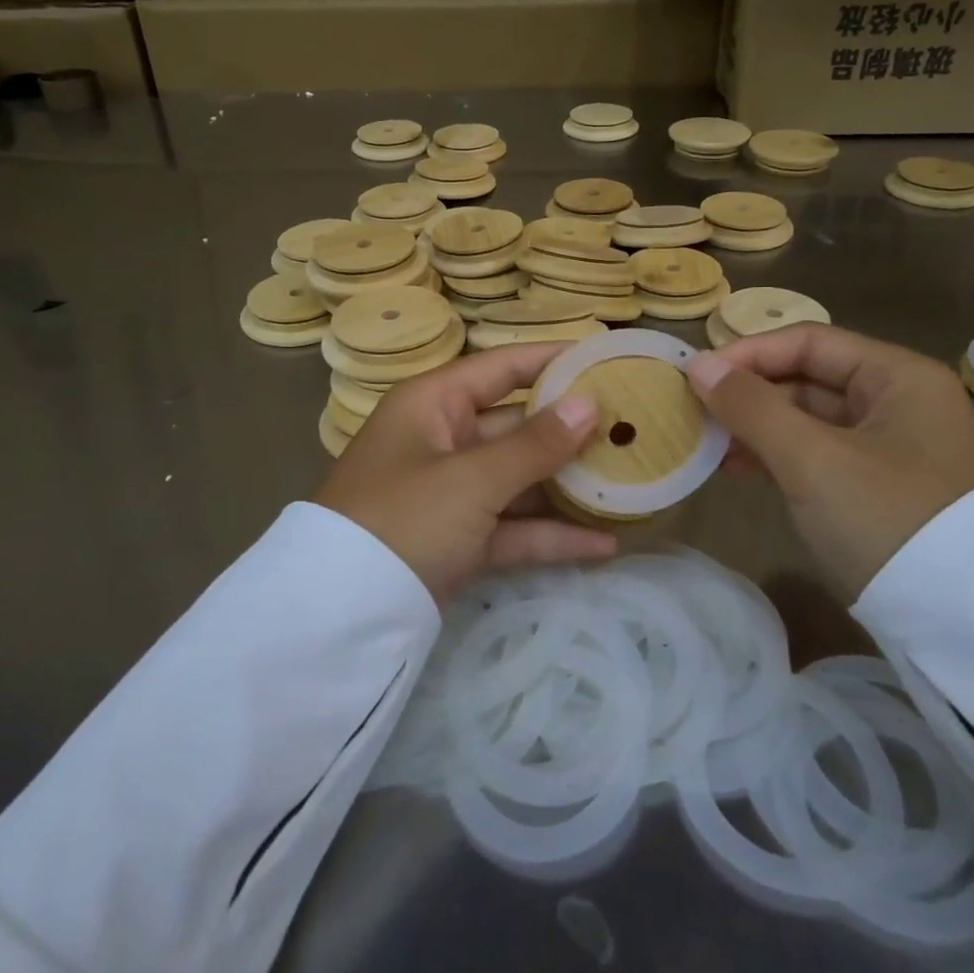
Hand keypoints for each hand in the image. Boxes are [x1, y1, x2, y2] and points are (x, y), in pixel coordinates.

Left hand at [315, 344, 616, 603]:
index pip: (503, 367)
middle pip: (517, 425)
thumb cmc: (404, 518)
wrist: (341, 613)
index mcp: (434, 405)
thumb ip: (534, 444)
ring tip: (630, 483)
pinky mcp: (459, 540)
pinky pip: (512, 528)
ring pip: (520, 479)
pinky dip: (550, 536)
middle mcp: (443, 440)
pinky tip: (604, 545)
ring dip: (568, 486)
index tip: (607, 358)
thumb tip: (590, 403)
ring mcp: (451, 492)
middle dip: (571, 431)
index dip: (553, 360)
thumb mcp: (472, 479)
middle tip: (633, 428)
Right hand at [687, 325, 973, 601]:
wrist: (964, 626)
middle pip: (808, 378)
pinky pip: (817, 454)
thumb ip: (751, 407)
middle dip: (749, 394)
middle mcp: (899, 402)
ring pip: (808, 420)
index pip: (809, 342)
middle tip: (695, 411)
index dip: (748, 353)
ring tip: (708, 444)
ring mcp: (891, 447)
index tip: (697, 375)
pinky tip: (737, 469)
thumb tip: (698, 367)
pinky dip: (777, 456)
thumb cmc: (886, 520)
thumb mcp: (811, 459)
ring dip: (756, 427)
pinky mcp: (878, 487)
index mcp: (898, 377)